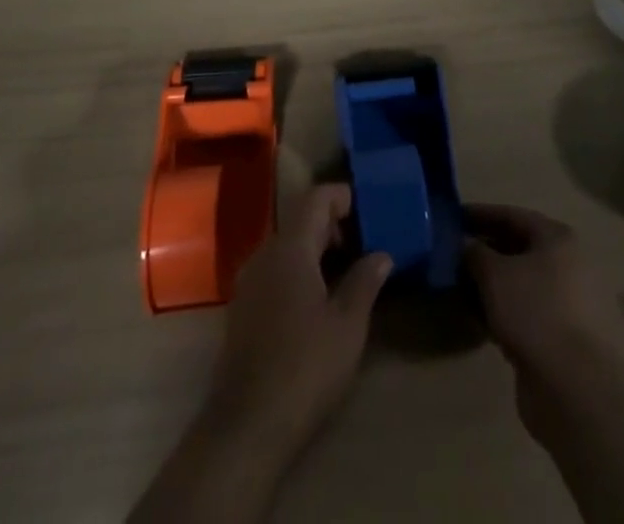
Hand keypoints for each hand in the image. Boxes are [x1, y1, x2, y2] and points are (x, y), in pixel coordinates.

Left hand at [205, 183, 391, 455]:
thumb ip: (365, 281)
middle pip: (301, 220)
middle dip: (334, 226)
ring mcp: (248, 281)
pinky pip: (275, 270)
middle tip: (367, 245)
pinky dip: (299, 270)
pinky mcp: (242, 308)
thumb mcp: (347, 325)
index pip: (317, 198)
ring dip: (317, 250)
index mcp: (290, 247)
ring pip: (287, 246)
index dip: (344, 197)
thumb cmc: (305, 367)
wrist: (246, 426)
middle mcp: (264, 253)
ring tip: (348, 273)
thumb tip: (381, 254)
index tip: (371, 212)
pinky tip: (318, 301)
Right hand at [464, 202, 623, 378]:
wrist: (575, 387)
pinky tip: (483, 321)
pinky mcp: (568, 338)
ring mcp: (573, 303)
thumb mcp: (494, 275)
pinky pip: (531, 313)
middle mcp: (571, 264)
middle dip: (486, 252)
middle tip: (454, 257)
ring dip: (495, 285)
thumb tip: (465, 244)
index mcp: (558, 238)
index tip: (453, 219)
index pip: (512, 216)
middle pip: (520, 249)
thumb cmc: (534, 312)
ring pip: (525, 284)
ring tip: (463, 290)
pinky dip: (507, 312)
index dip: (481, 215)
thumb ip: (475, 253)